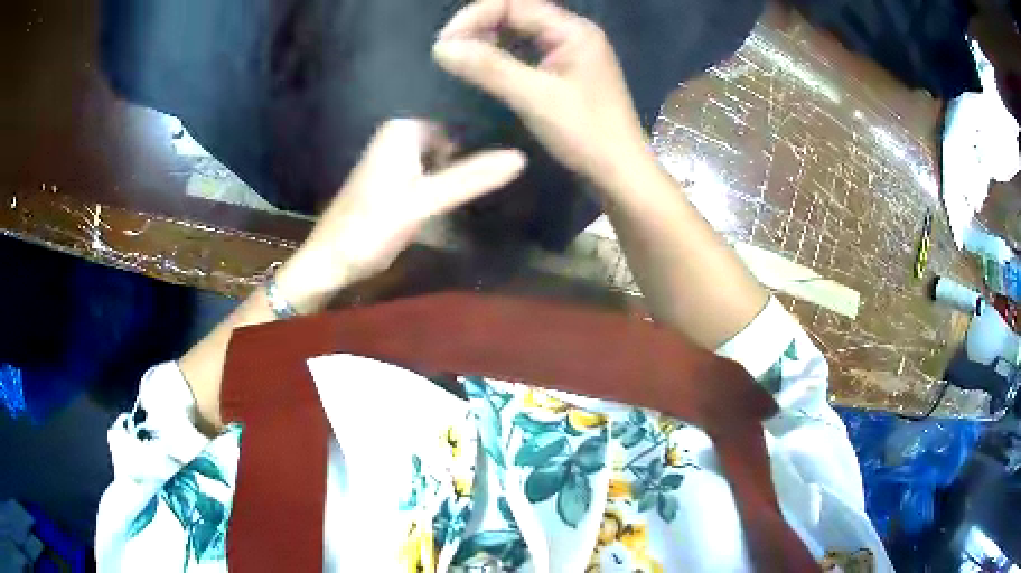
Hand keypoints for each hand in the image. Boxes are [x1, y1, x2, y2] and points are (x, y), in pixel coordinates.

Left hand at [275, 119, 525, 312]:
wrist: (330, 261)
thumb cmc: (371, 227)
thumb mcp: (425, 201)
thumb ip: (470, 178)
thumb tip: (521, 157)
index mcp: (403, 129)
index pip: (460, 118)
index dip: (488, 132)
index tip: (519, 144)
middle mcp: (399, 135)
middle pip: (453, 136)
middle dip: (478, 151)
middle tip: (515, 166)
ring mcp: (397, 157)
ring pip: (445, 154)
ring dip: (467, 167)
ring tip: (504, 177)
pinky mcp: (398, 180)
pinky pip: (434, 170)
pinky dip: (451, 179)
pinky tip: (475, 190)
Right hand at [432, 0, 649, 182]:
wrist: (620, 171)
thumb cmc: (586, 134)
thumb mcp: (535, 98)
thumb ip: (490, 68)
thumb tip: (441, 47)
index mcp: (573, 30)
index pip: (514, 3)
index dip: (475, 16)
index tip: (445, 43)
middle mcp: (572, 33)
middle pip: (516, 13)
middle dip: (479, 27)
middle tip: (449, 52)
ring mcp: (570, 52)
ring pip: (519, 33)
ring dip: (488, 41)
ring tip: (461, 60)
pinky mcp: (565, 71)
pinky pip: (526, 52)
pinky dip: (502, 57)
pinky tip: (485, 69)